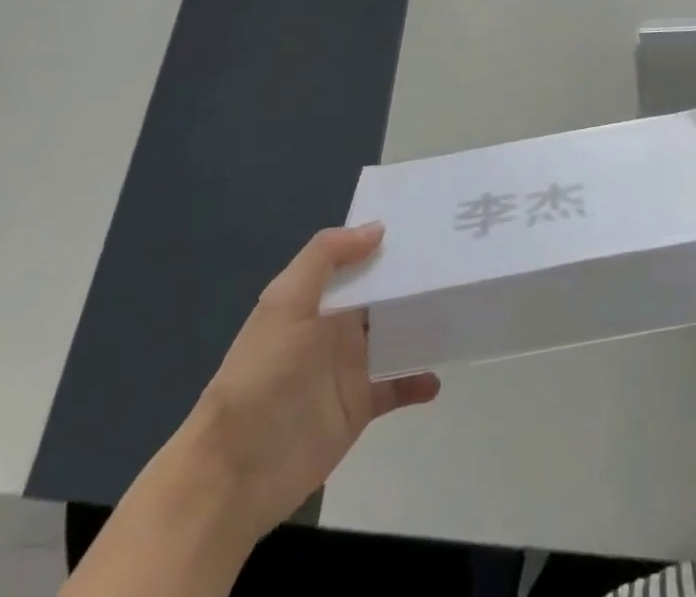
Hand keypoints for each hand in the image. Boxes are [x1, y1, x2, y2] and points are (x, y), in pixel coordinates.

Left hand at [188, 225, 438, 533]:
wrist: (234, 470)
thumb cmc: (260, 375)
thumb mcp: (285, 302)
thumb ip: (326, 257)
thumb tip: (378, 228)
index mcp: (318, 299)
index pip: (359, 262)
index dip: (387, 244)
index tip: (429, 225)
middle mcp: (336, 328)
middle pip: (383, 297)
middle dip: (414, 281)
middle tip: (460, 262)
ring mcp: (350, 368)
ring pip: (396, 336)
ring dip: (422, 325)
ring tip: (460, 309)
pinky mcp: (360, 407)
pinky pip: (396, 386)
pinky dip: (417, 381)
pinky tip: (438, 377)